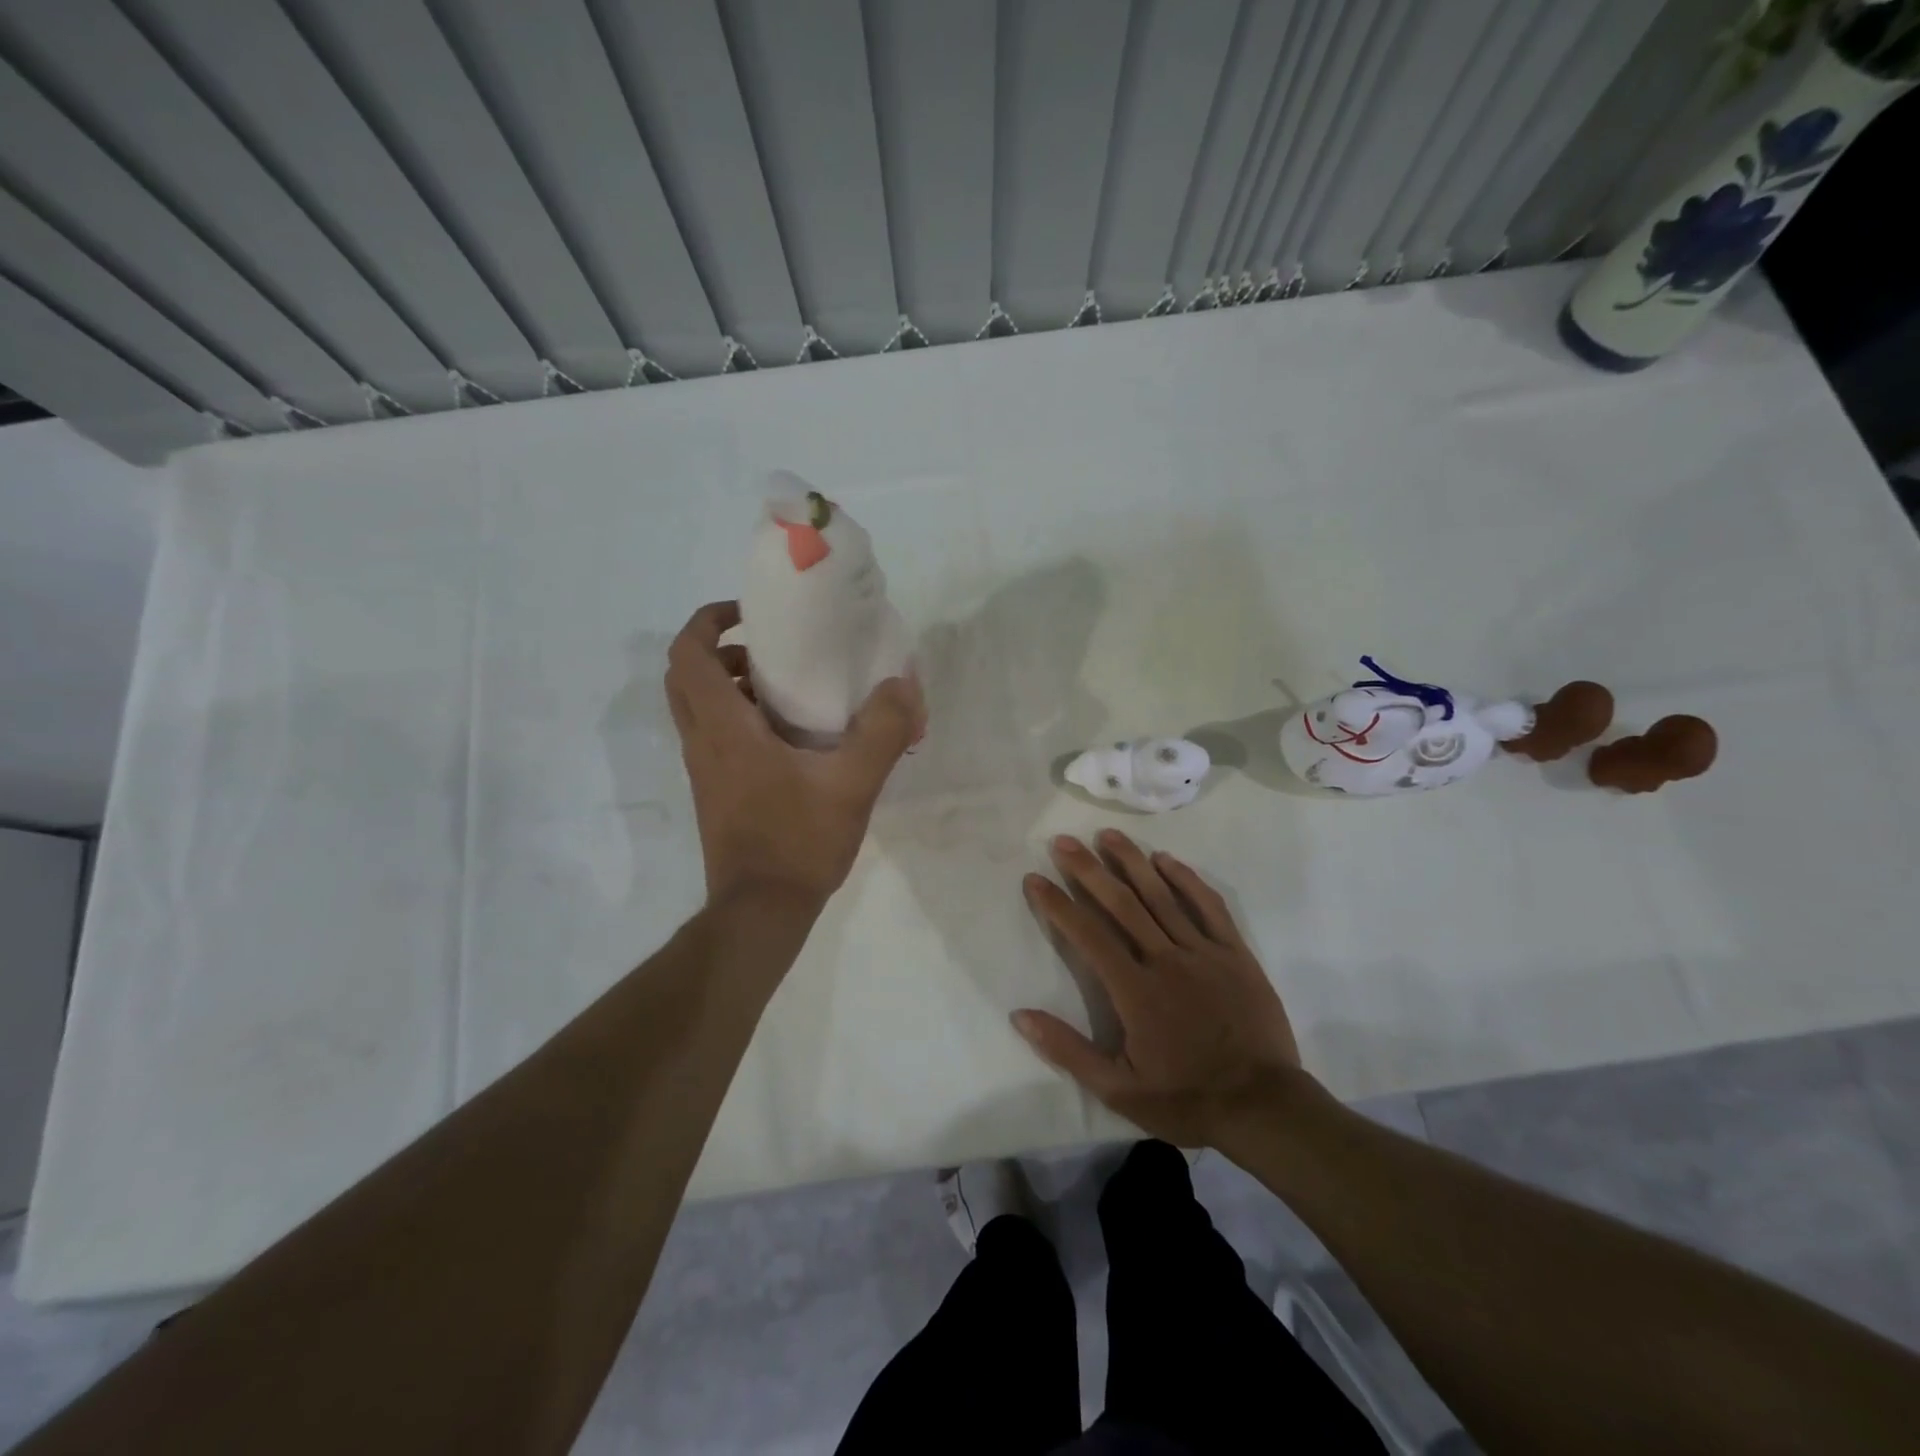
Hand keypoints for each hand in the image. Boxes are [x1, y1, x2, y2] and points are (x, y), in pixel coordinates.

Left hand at [665, 601, 922, 910]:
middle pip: (685, 677)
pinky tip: (792, 737)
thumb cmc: (798, 842)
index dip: (708, 620)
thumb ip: (882, 731)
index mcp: (723, 729)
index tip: (749, 614)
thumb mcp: (852, 784)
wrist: (761, 912)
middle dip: (719, 650)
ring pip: (699, 708)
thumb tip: (903, 684)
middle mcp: (703, 743)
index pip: (687, 655)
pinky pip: (715, 737)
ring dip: (731, 685)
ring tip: (787, 687)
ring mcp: (705, 771)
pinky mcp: (716, 792)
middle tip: (768, 649)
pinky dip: (740, 718)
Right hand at [1013, 830, 1307, 1147]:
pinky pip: (1209, 906)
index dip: (1058, 905)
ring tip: (1107, 835)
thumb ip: (1068, 1050)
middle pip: (1121, 904)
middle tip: (1063, 841)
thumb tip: (1020, 1015)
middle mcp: (1166, 960)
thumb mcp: (1118, 1089)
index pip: (1088, 935)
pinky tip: (1166, 860)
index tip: (1035, 878)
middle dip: (1088, 870)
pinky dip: (1187, 879)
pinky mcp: (1235, 954)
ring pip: (1162, 896)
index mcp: (1135, 990)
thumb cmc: (1186, 1099)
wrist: (1263, 1107)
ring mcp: (1204, 952)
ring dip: (1132, 862)